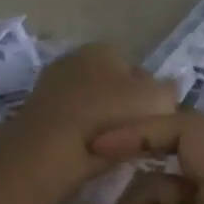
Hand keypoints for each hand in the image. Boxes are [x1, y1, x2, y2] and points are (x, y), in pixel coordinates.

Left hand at [4, 44, 179, 185]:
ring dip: (101, 123)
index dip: (149, 95)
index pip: (136, 69)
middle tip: (136, 135)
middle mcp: (74, 58)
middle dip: (122, 107)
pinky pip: (71, 123)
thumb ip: (168, 92)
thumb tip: (167, 91)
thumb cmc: (109, 117)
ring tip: (114, 148)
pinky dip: (81, 135)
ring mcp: (51, 85)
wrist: (50, 150)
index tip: (154, 119)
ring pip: (90, 105)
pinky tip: (89, 154)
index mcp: (103, 48)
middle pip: (110, 86)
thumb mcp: (157, 100)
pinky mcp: (35, 114)